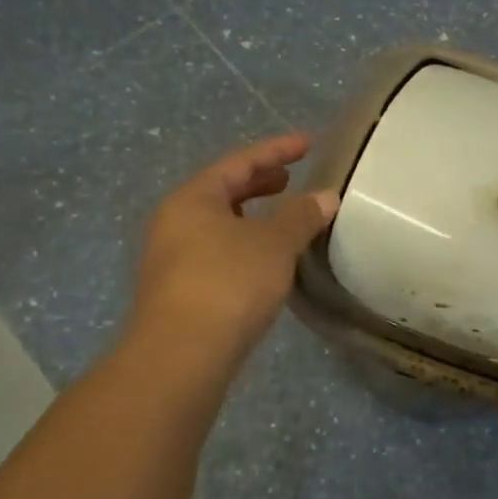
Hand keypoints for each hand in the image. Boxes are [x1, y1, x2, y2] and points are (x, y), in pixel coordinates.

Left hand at [128, 134, 337, 368]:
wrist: (181, 356)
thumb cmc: (229, 283)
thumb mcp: (274, 244)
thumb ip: (301, 215)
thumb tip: (325, 196)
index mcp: (193, 199)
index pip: (240, 162)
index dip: (277, 149)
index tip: (309, 143)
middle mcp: (175, 222)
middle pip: (223, 191)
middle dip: (260, 182)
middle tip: (292, 178)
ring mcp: (172, 259)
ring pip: (219, 224)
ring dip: (252, 216)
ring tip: (283, 219)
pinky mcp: (179, 292)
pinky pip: (217, 252)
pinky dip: (245, 245)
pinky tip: (266, 262)